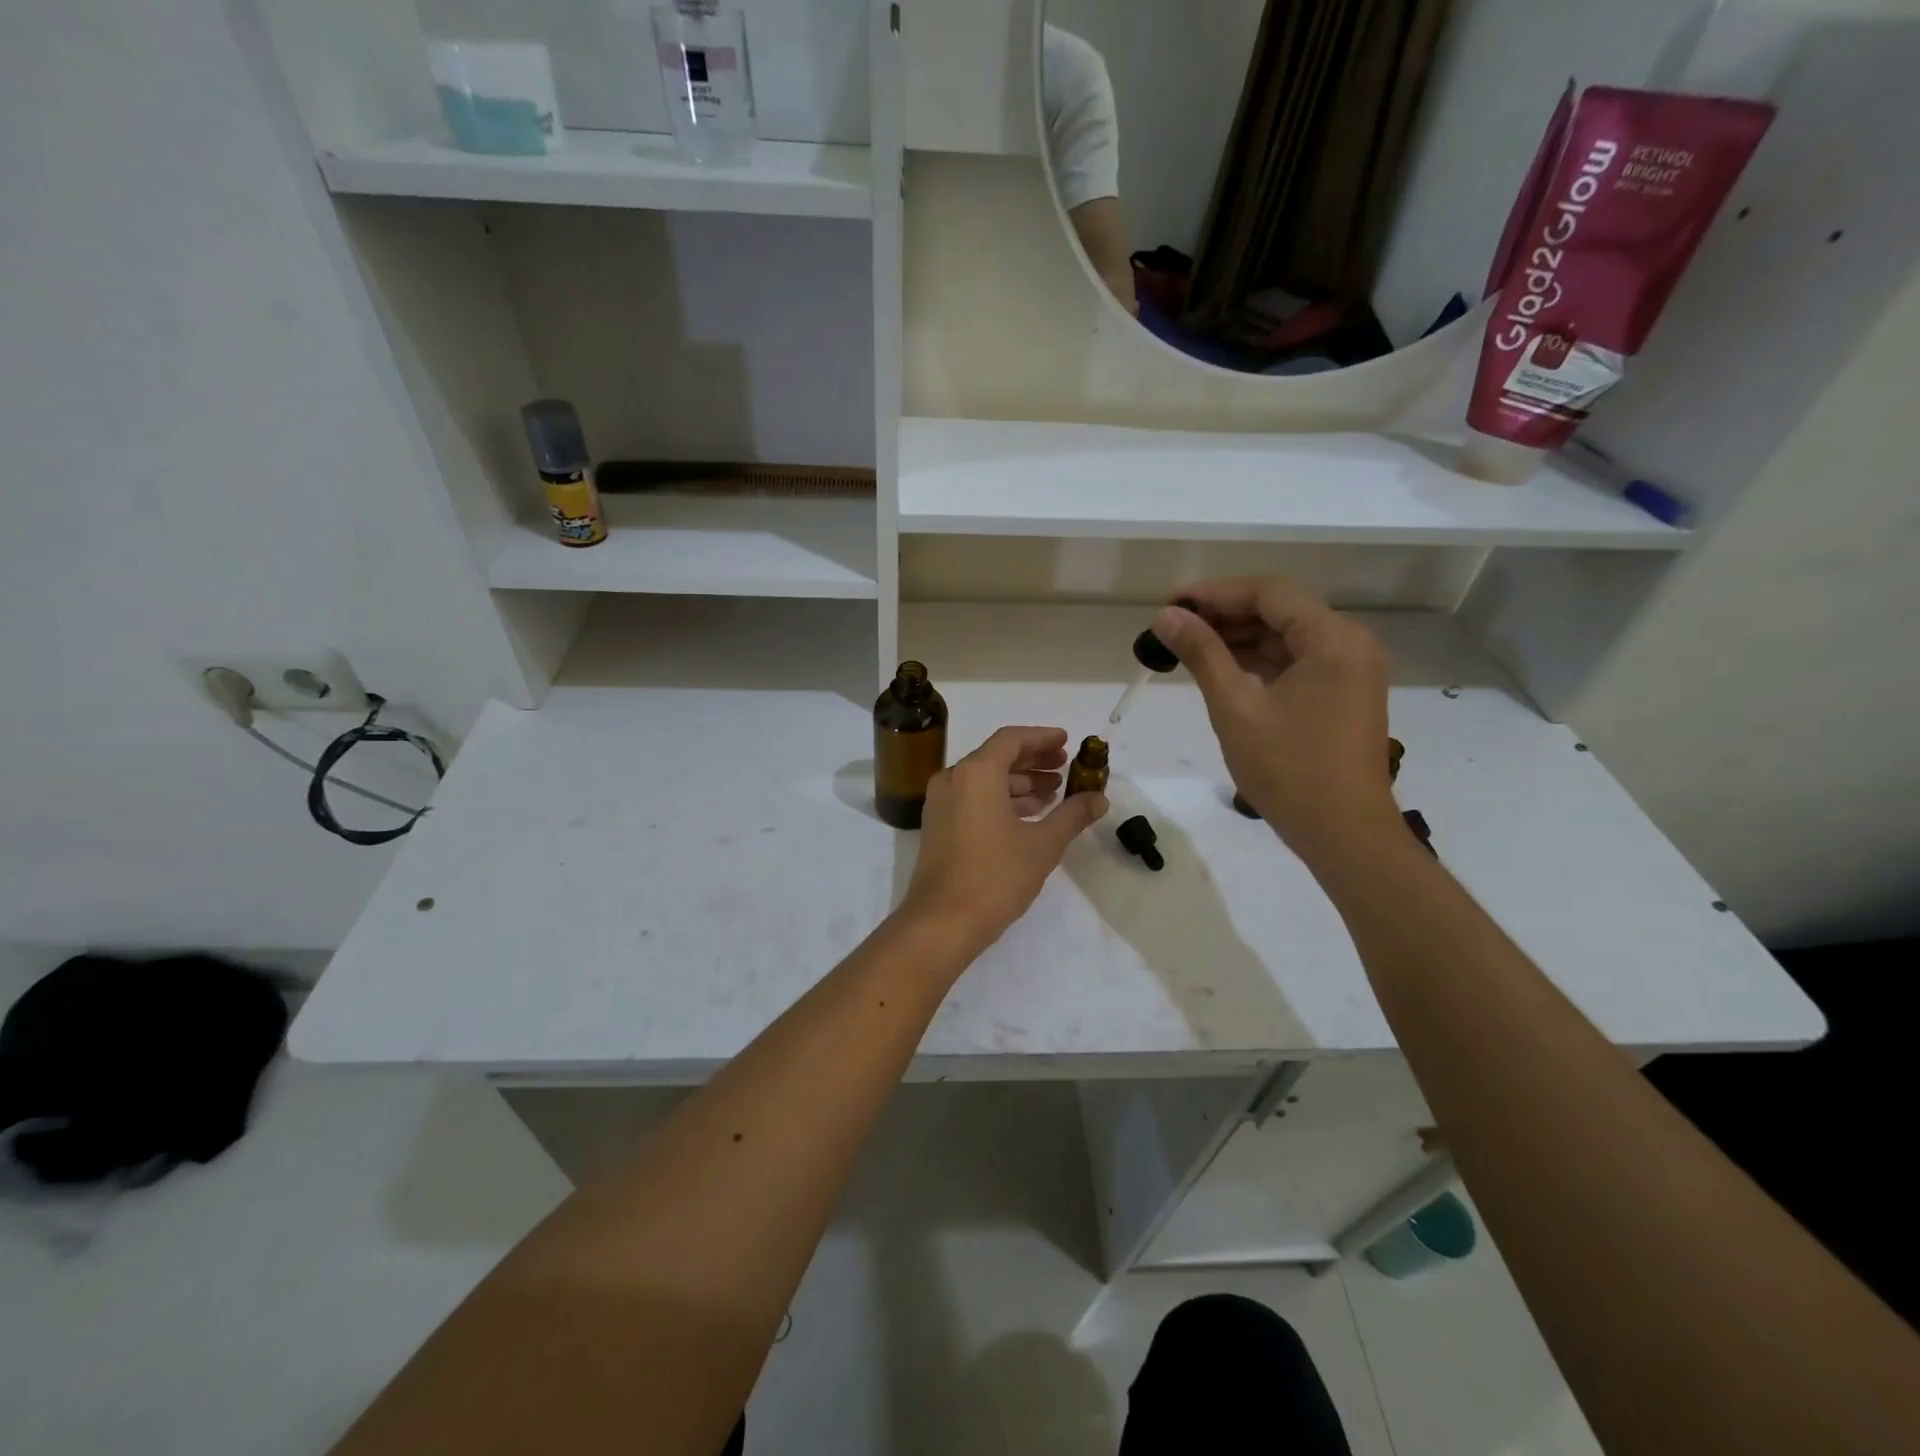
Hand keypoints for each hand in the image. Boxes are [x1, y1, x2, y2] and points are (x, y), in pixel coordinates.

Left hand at [898, 726, 1107, 953]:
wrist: (943, 922)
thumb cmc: (996, 876)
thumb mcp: (1043, 844)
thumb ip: (1072, 815)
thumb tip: (1099, 798)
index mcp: (975, 773)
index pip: (1011, 740)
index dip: (1041, 738)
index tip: (1066, 742)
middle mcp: (953, 779)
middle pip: (996, 757)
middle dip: (1033, 761)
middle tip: (1064, 767)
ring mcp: (941, 803)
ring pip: (984, 780)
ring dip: (1019, 783)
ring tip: (1053, 795)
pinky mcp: (938, 826)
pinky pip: (973, 799)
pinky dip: (1000, 800)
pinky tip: (1027, 816)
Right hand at [1151, 578, 1397, 858]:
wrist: (1344, 833)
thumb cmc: (1288, 770)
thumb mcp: (1235, 708)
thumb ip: (1202, 654)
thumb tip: (1166, 616)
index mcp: (1332, 639)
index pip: (1269, 593)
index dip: (1216, 593)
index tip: (1171, 604)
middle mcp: (1350, 643)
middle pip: (1280, 610)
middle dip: (1225, 614)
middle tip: (1173, 627)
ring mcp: (1351, 670)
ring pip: (1287, 636)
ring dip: (1240, 638)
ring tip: (1188, 647)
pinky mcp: (1344, 693)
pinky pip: (1297, 661)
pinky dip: (1259, 661)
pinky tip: (1222, 668)